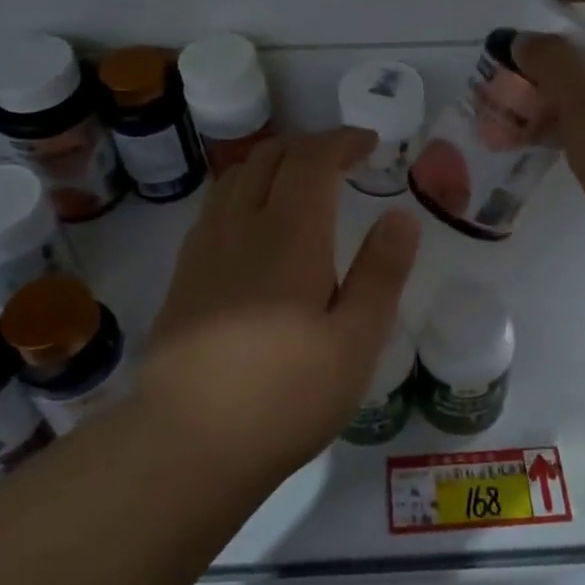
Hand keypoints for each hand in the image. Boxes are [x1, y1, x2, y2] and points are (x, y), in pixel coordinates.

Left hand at [139, 129, 420, 487]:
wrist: (188, 443)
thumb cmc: (286, 395)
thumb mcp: (356, 341)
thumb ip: (381, 273)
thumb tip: (401, 216)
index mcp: (289, 235)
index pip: (312, 159)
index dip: (342, 141)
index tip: (370, 144)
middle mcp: (241, 227)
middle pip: (269, 157)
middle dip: (309, 145)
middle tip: (342, 158)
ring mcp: (204, 249)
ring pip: (235, 177)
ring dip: (273, 163)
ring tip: (301, 180)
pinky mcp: (184, 275)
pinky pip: (216, 206)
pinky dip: (244, 189)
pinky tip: (256, 222)